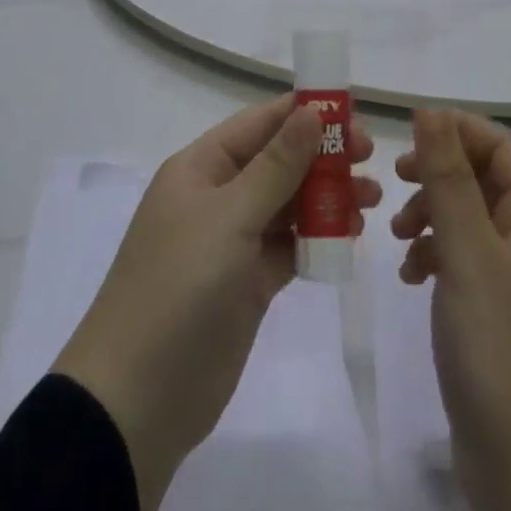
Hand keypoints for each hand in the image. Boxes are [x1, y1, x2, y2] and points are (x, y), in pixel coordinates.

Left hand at [52, 96, 380, 510]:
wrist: (139, 398)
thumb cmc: (179, 286)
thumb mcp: (229, 217)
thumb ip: (276, 166)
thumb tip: (311, 112)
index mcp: (201, 167)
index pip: (259, 124)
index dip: (304, 114)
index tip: (353, 114)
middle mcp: (218, 196)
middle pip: (278, 161)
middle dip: (323, 156)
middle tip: (370, 158)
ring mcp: (233, 241)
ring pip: (288, 203)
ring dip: (328, 196)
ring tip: (370, 199)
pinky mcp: (249, 282)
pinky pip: (290, 246)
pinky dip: (319, 237)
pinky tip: (350, 235)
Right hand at [392, 109, 510, 510]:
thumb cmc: (503, 354)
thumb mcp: (470, 257)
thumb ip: (449, 181)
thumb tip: (431, 112)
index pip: (505, 149)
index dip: (461, 131)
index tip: (410, 134)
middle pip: (486, 181)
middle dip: (440, 172)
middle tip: (396, 177)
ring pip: (470, 220)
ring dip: (432, 213)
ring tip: (398, 235)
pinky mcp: (495, 318)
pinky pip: (463, 262)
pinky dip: (434, 255)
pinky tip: (410, 275)